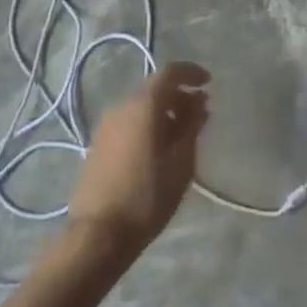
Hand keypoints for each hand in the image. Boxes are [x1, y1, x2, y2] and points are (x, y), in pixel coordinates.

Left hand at [67, 61, 208, 260]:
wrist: (99, 233)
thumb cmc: (148, 196)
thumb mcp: (180, 163)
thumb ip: (191, 127)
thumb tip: (199, 103)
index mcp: (143, 106)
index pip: (170, 73)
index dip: (191, 73)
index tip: (209, 83)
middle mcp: (121, 106)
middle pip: (154, 89)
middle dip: (178, 95)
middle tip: (199, 113)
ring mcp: (106, 125)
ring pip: (140, 106)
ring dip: (163, 111)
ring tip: (182, 134)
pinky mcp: (98, 144)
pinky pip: (128, 122)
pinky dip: (147, 124)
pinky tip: (158, 148)